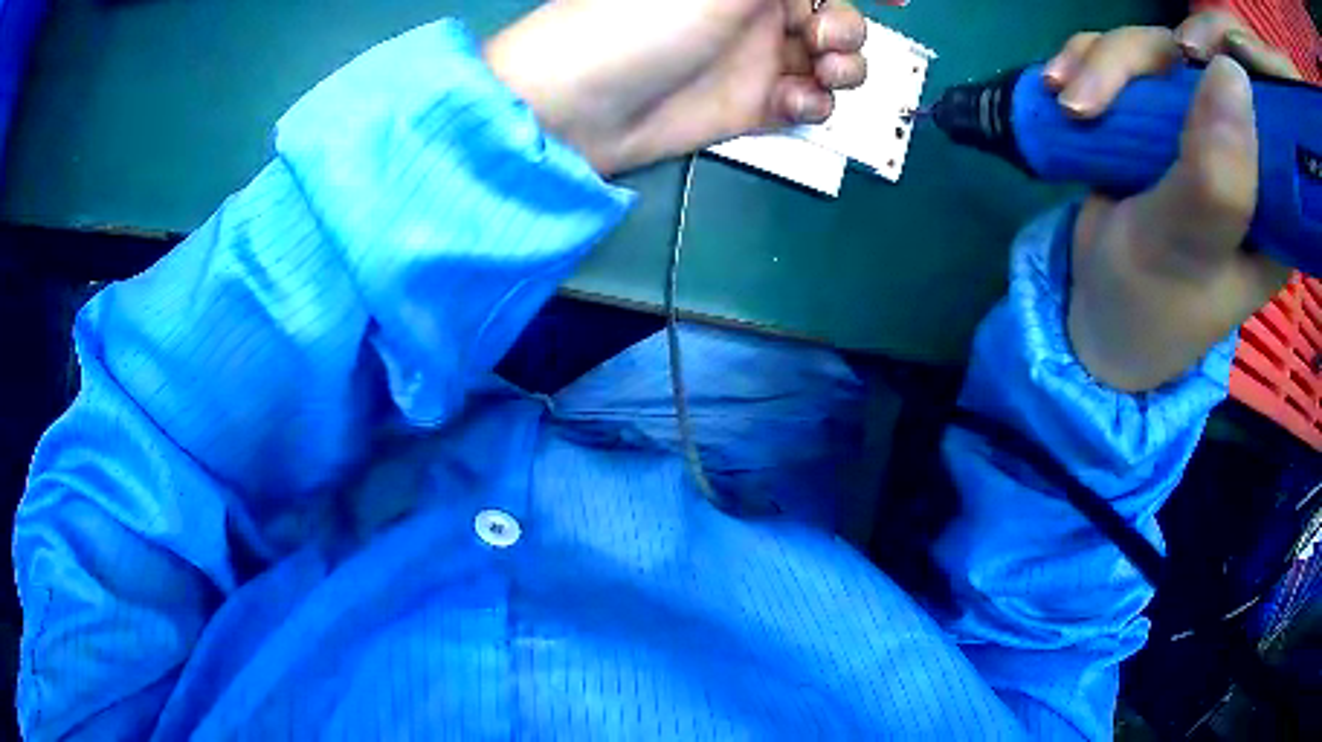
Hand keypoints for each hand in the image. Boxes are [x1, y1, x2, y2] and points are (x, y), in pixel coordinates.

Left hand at [484, 0, 871, 174]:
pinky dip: (816, 103)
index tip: (903, 0)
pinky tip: (793, 103)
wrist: (586, 103)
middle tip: (820, 39)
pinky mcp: (755, 105)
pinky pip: (811, 102)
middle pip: (836, 16)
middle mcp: (758, 10)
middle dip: (846, 29)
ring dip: (842, 68)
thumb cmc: (647, 17)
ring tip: (816, 74)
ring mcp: (758, 57)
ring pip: (832, 62)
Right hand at [1042, 12, 1299, 391]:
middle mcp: (1242, 155)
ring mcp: (1198, 128)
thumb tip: (1234, 72)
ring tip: (1065, 104)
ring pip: (1153, 50)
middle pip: (1198, 60)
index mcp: (1272, 204)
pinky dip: (1084, 63)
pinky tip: (1058, 89)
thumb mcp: (1184, 251)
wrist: (1097, 315)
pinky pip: (1123, 58)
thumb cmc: (1149, 304)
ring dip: (1098, 65)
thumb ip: (1216, 179)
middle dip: (1132, 63)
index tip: (1183, 65)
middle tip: (1082, 103)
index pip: (1263, 109)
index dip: (1226, 66)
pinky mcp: (1158, 115)